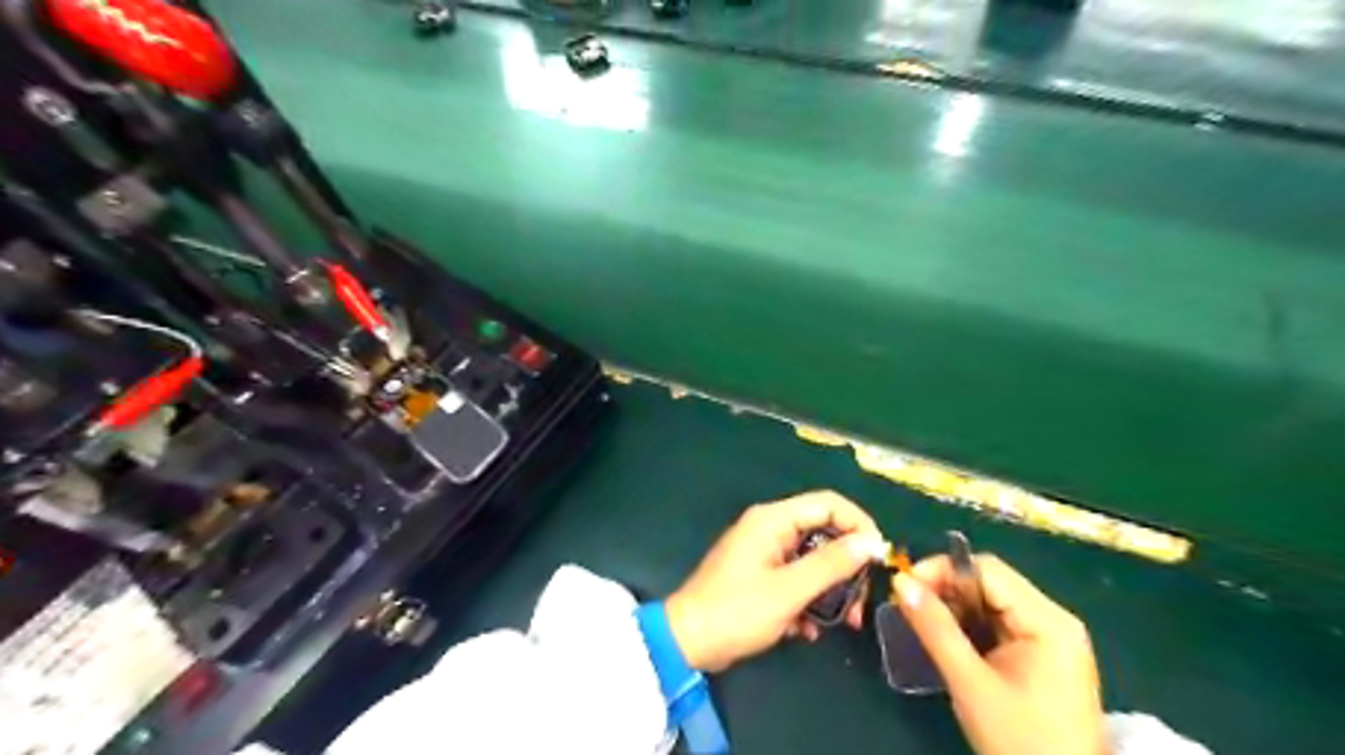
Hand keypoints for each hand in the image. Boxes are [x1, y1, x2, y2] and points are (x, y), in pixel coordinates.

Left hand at [661, 488, 884, 673]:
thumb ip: (831, 564)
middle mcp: (770, 528)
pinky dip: (808, 600)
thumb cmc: (737, 611)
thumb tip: (871, 542)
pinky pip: (796, 578)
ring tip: (842, 624)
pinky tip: (806, 630)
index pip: (829, 503)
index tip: (879, 558)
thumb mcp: (789, 590)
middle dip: (847, 568)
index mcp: (773, 520)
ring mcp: (765, 551)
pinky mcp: (761, 574)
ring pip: (813, 560)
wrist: (688, 641)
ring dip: (830, 591)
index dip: (859, 525)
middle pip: (824, 533)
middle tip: (860, 604)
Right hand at [892, 556, 1102, 754]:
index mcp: (1048, 621)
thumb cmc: (1021, 742)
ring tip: (923, 624)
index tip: (904, 586)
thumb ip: (935, 628)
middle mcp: (1054, 620)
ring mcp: (1051, 637)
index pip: (986, 570)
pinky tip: (949, 641)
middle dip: (946, 589)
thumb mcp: (970, 683)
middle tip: (908, 606)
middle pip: (989, 583)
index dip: (942, 570)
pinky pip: (998, 623)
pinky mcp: (1043, 655)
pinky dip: (969, 626)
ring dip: (954, 608)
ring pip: (990, 602)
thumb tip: (900, 581)